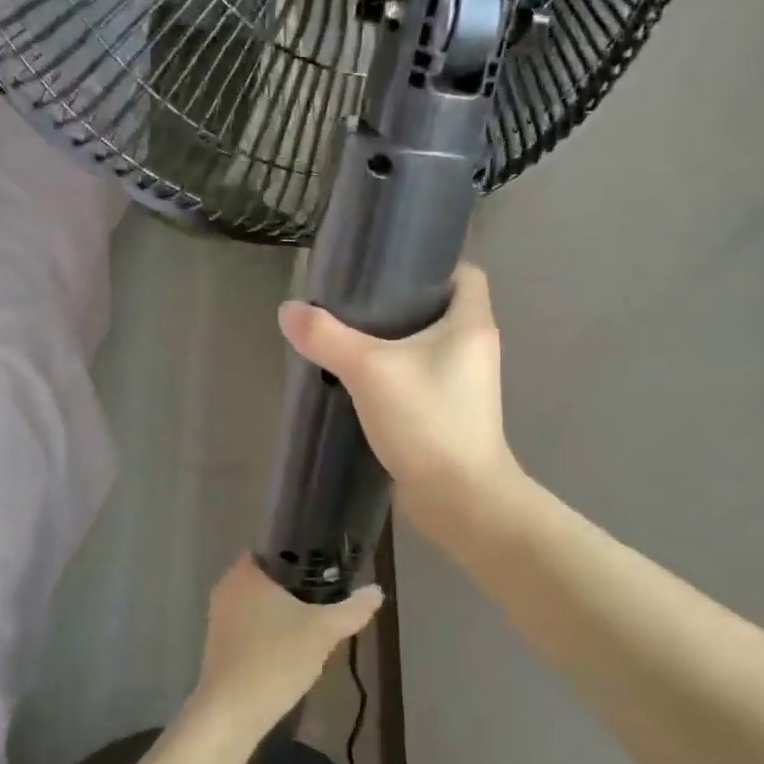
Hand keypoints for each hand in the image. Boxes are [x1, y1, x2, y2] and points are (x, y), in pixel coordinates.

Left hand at [187, 556, 381, 742]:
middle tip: (330, 592)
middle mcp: (227, 587)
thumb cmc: (275, 659)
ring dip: (285, 608)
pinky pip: (251, 623)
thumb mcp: (323, 631)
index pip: (276, 546)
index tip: (328, 563)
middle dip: (299, 584)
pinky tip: (292, 646)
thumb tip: (376, 591)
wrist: (230, 714)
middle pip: (270, 575)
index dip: (303, 551)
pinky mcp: (219, 643)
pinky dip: (271, 629)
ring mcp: (219, 617)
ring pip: (260, 601)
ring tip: (316, 619)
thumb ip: (352, 609)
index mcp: (246, 572)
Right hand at [279, 262, 520, 539]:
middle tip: (353, 301)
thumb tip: (289, 310)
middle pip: (439, 310)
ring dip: (393, 344)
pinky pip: (419, 382)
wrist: (460, 499)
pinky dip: (393, 378)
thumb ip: (327, 337)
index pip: (464, 273)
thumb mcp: (370, 370)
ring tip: (347, 337)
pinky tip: (357, 382)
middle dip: (399, 304)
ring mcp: (464, 386)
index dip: (431, 263)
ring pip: (426, 349)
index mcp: (471, 323)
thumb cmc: (427, 420)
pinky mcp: (449, 416)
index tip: (388, 266)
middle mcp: (474, 349)